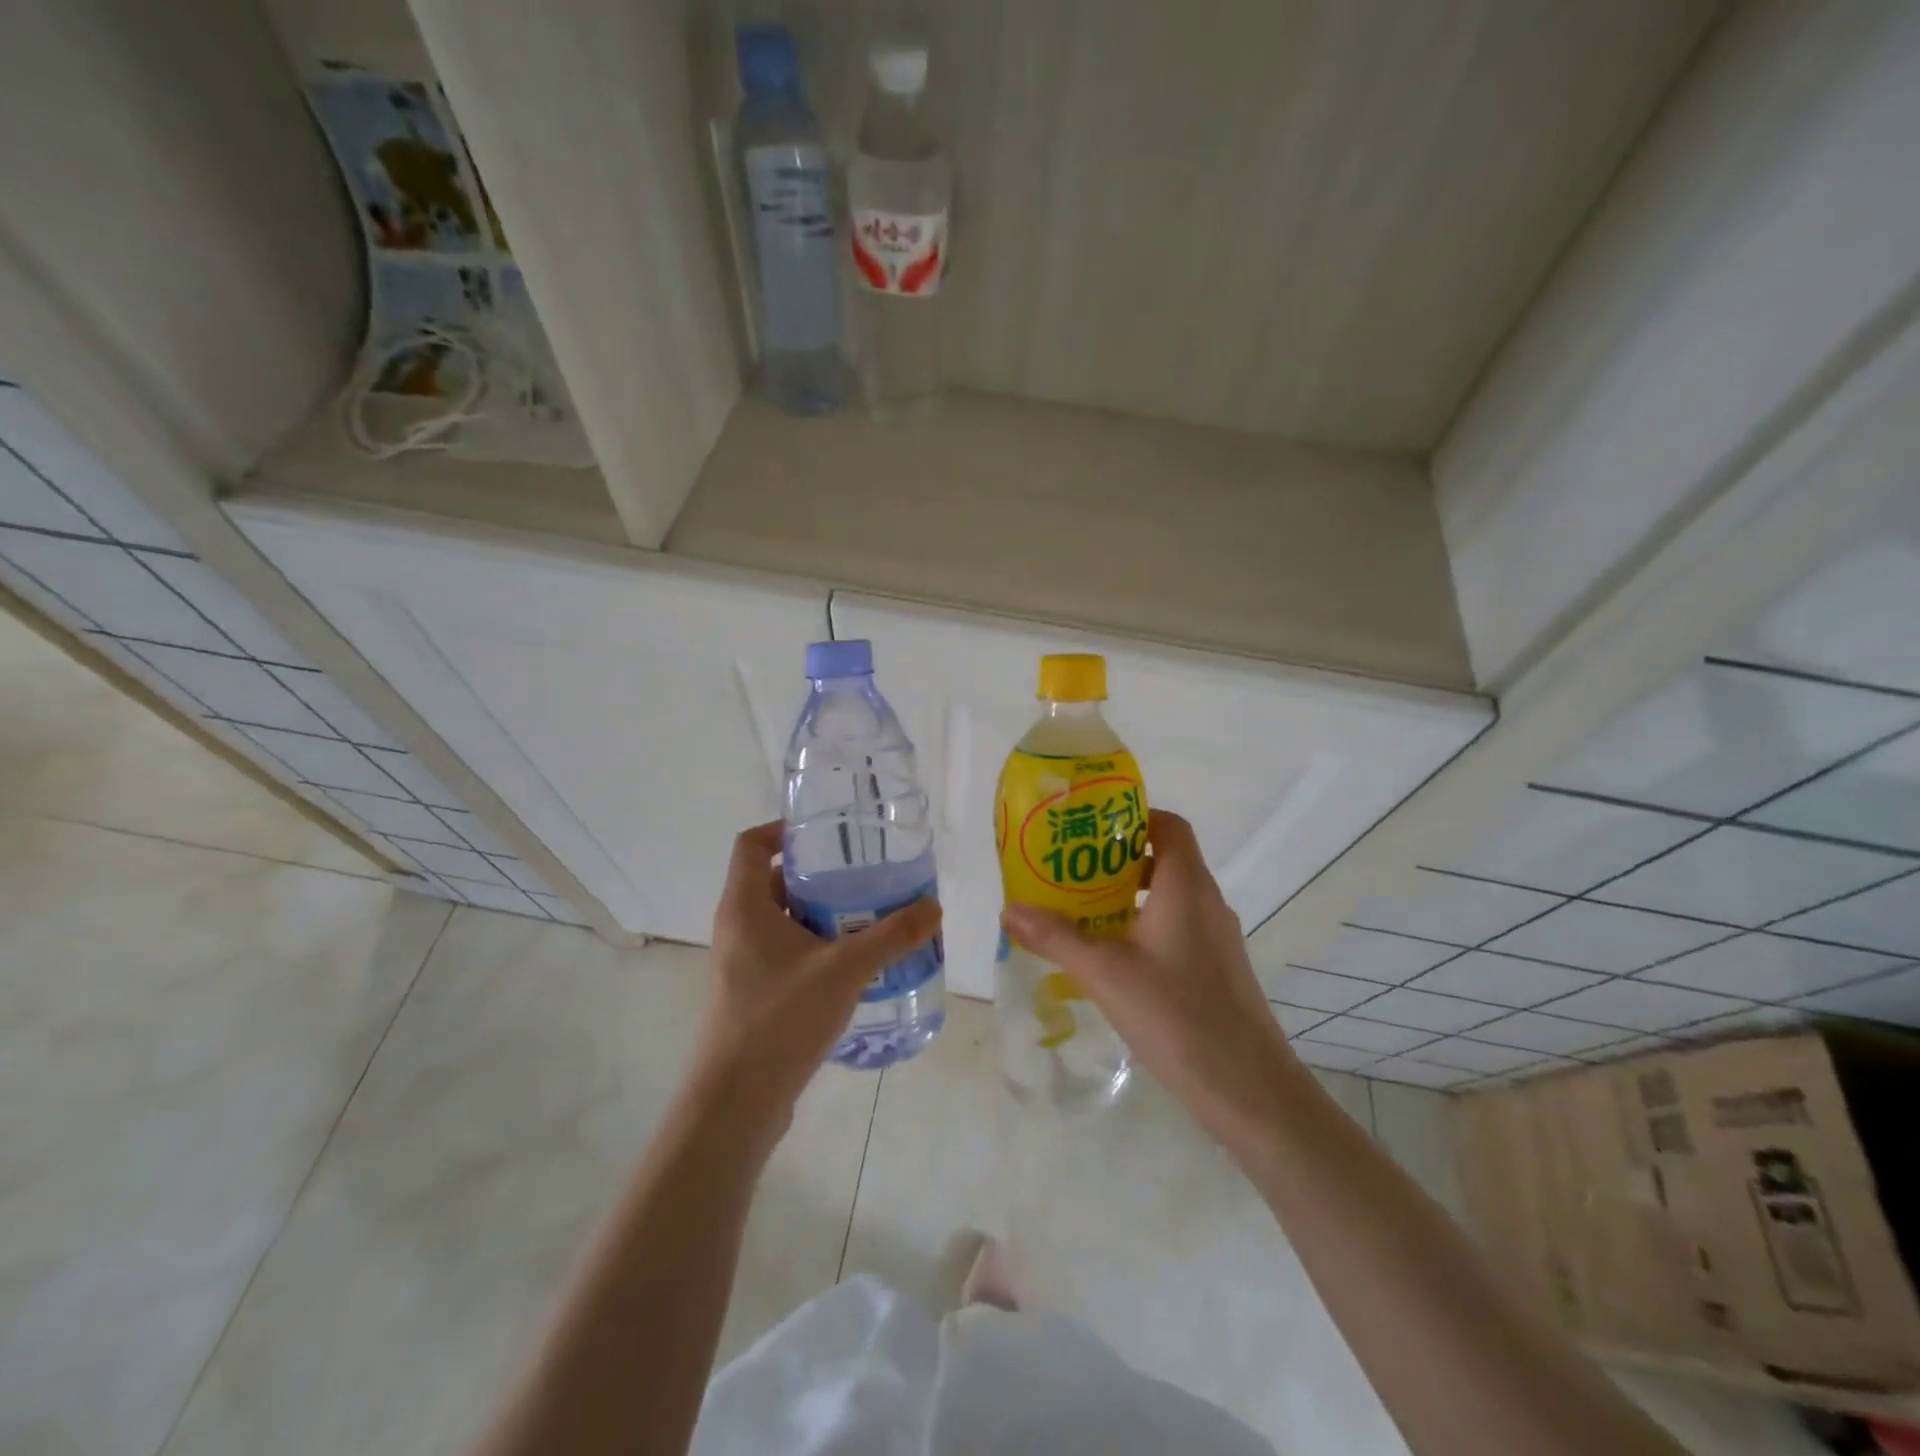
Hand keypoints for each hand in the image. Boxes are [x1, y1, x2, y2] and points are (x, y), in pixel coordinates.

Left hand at [690, 821, 941, 1150]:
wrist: (736, 1103)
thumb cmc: (780, 1019)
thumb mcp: (845, 969)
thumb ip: (892, 935)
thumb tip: (934, 906)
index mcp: (744, 907)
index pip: (751, 844)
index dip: (783, 830)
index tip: (826, 833)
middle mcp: (736, 928)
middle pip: (773, 881)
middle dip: (819, 876)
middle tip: (864, 876)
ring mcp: (742, 965)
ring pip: (782, 921)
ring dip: (821, 915)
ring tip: (869, 917)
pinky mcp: (752, 995)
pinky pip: (785, 954)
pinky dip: (816, 948)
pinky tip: (854, 966)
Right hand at [1001, 810, 1301, 1145]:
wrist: (1249, 1089)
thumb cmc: (1177, 1014)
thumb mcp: (1105, 973)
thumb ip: (1056, 938)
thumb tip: (1009, 909)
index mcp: (1186, 886)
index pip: (1169, 825)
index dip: (1133, 816)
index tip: (1090, 826)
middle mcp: (1207, 902)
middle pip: (1165, 858)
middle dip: (1116, 858)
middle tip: (1070, 869)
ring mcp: (1216, 937)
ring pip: (1169, 896)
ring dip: (1128, 895)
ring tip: (1081, 910)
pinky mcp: (1217, 969)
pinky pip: (1176, 927)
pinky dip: (1144, 925)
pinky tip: (1113, 957)